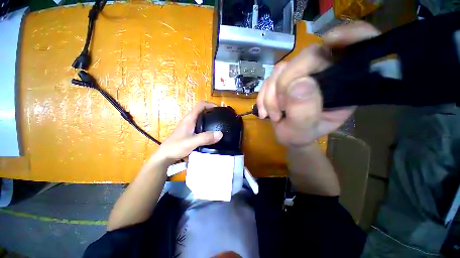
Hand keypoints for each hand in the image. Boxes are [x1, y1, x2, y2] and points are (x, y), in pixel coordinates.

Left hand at [154, 101, 222, 164]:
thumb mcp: (192, 142)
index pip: (201, 105)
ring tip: (219, 124)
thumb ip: (205, 138)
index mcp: (190, 118)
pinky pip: (201, 125)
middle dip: (212, 111)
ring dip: (210, 119)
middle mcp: (190, 120)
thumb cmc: (176, 147)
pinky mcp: (190, 132)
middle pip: (202, 110)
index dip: (211, 104)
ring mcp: (189, 126)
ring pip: (202, 118)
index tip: (220, 109)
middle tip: (222, 117)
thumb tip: (220, 134)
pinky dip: (208, 126)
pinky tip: (212, 133)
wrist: (165, 156)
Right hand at [257, 21, 379, 148]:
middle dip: (285, 84)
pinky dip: (263, 96)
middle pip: (307, 57)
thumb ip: (304, 112)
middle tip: (280, 108)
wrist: (287, 136)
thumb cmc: (300, 135)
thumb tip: (298, 84)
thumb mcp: (303, 130)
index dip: (352, 36)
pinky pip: (269, 79)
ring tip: (274, 115)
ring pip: (282, 69)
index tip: (331, 40)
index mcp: (342, 85)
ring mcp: (300, 75)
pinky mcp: (283, 79)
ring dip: (271, 95)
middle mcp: (323, 74)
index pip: (356, 51)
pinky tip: (265, 111)